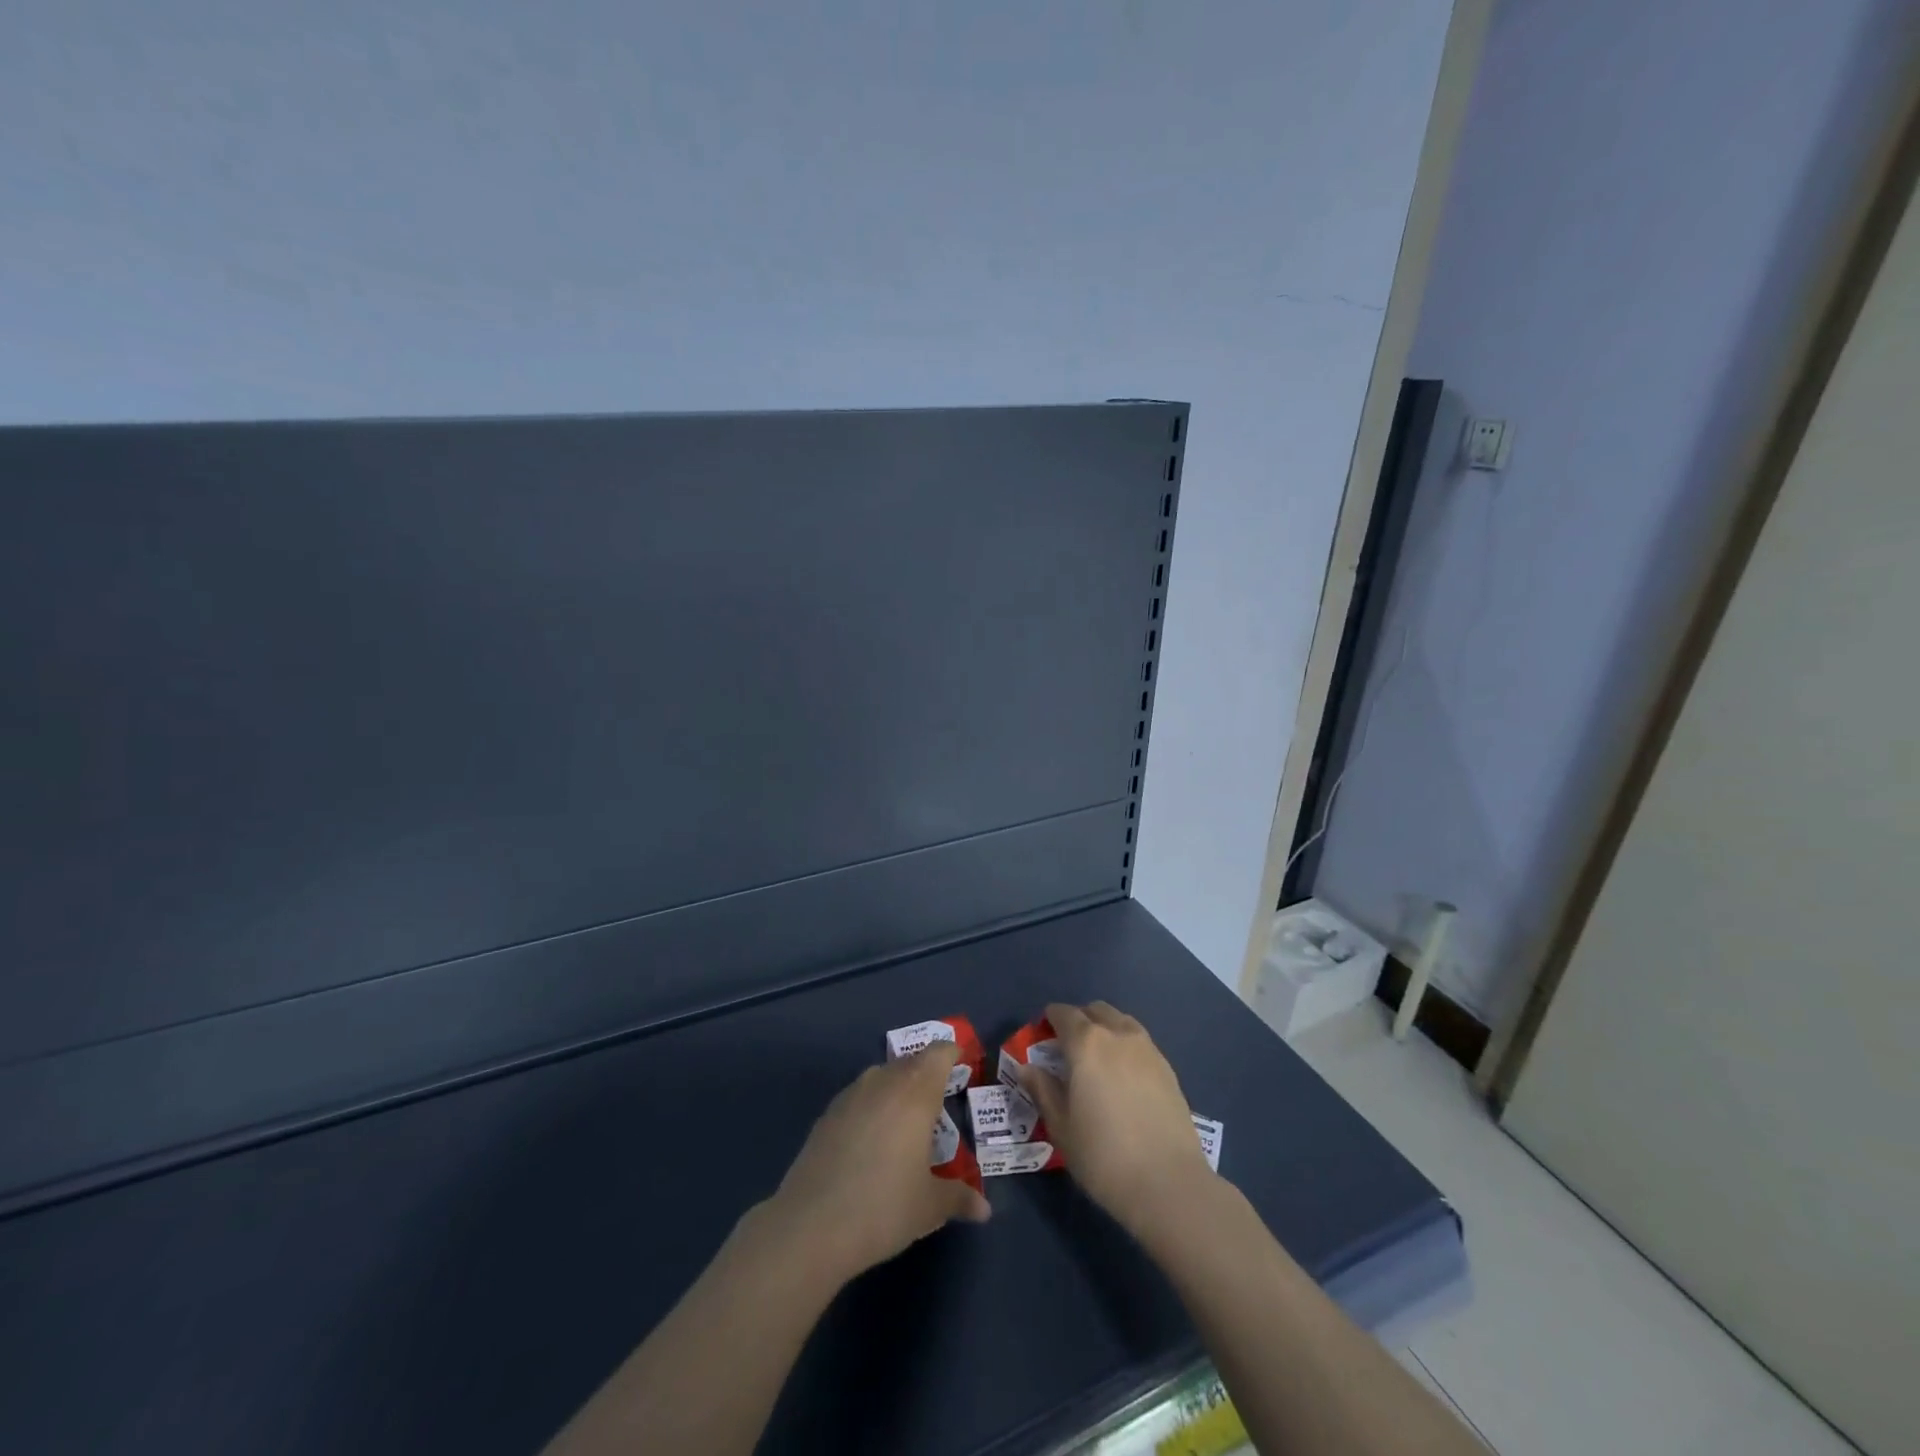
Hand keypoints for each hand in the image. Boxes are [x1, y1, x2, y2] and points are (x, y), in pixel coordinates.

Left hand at [764, 1042, 990, 1285]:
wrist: (812, 1225)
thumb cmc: (884, 1207)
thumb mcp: (930, 1207)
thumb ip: (959, 1198)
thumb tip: (984, 1210)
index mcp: (916, 1092)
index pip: (939, 1053)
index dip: (952, 1055)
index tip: (961, 1066)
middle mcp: (884, 1082)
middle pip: (911, 1062)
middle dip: (927, 1074)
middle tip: (939, 1101)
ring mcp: (851, 1095)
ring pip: (882, 1076)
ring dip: (897, 1088)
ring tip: (906, 1120)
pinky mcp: (827, 1114)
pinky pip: (859, 1096)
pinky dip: (872, 1106)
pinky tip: (871, 1138)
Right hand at [1014, 1001, 1214, 1236]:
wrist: (1168, 1182)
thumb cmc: (1103, 1155)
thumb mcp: (1061, 1126)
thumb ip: (1043, 1090)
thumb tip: (1026, 1068)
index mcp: (1086, 1043)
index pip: (1063, 1014)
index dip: (1050, 1020)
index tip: (1043, 1036)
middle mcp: (1117, 1034)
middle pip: (1095, 1011)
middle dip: (1079, 1020)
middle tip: (1068, 1049)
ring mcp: (1147, 1049)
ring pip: (1121, 1021)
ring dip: (1105, 1029)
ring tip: (1098, 1060)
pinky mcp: (1167, 1068)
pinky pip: (1140, 1042)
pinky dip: (1126, 1047)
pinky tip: (1124, 1076)